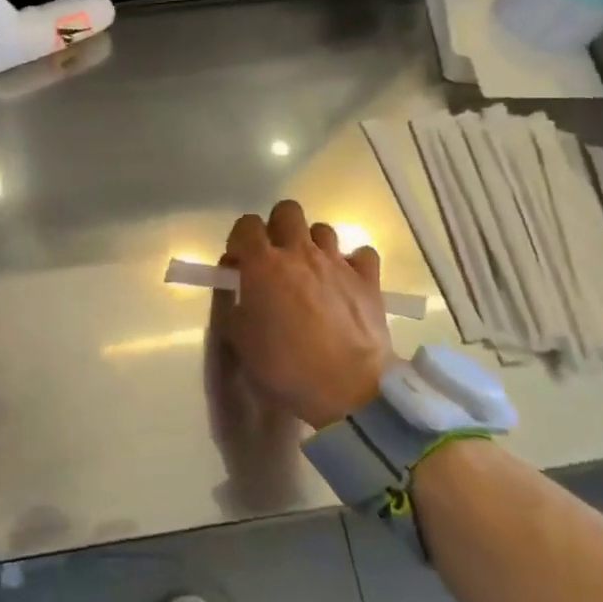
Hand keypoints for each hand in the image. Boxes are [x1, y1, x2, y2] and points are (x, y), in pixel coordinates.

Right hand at [219, 200, 393, 429]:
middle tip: (276, 258)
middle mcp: (299, 252)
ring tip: (312, 271)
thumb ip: (234, 304)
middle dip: (278, 227)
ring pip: (323, 229)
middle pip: (287, 211)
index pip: (246, 224)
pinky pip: (362, 254)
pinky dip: (354, 263)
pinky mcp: (368, 279)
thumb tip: (239, 285)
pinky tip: (348, 281)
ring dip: (313, 244)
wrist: (348, 390)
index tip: (240, 263)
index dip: (240, 239)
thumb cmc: (286, 367)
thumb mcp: (240, 341)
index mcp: (263, 264)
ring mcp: (337, 262)